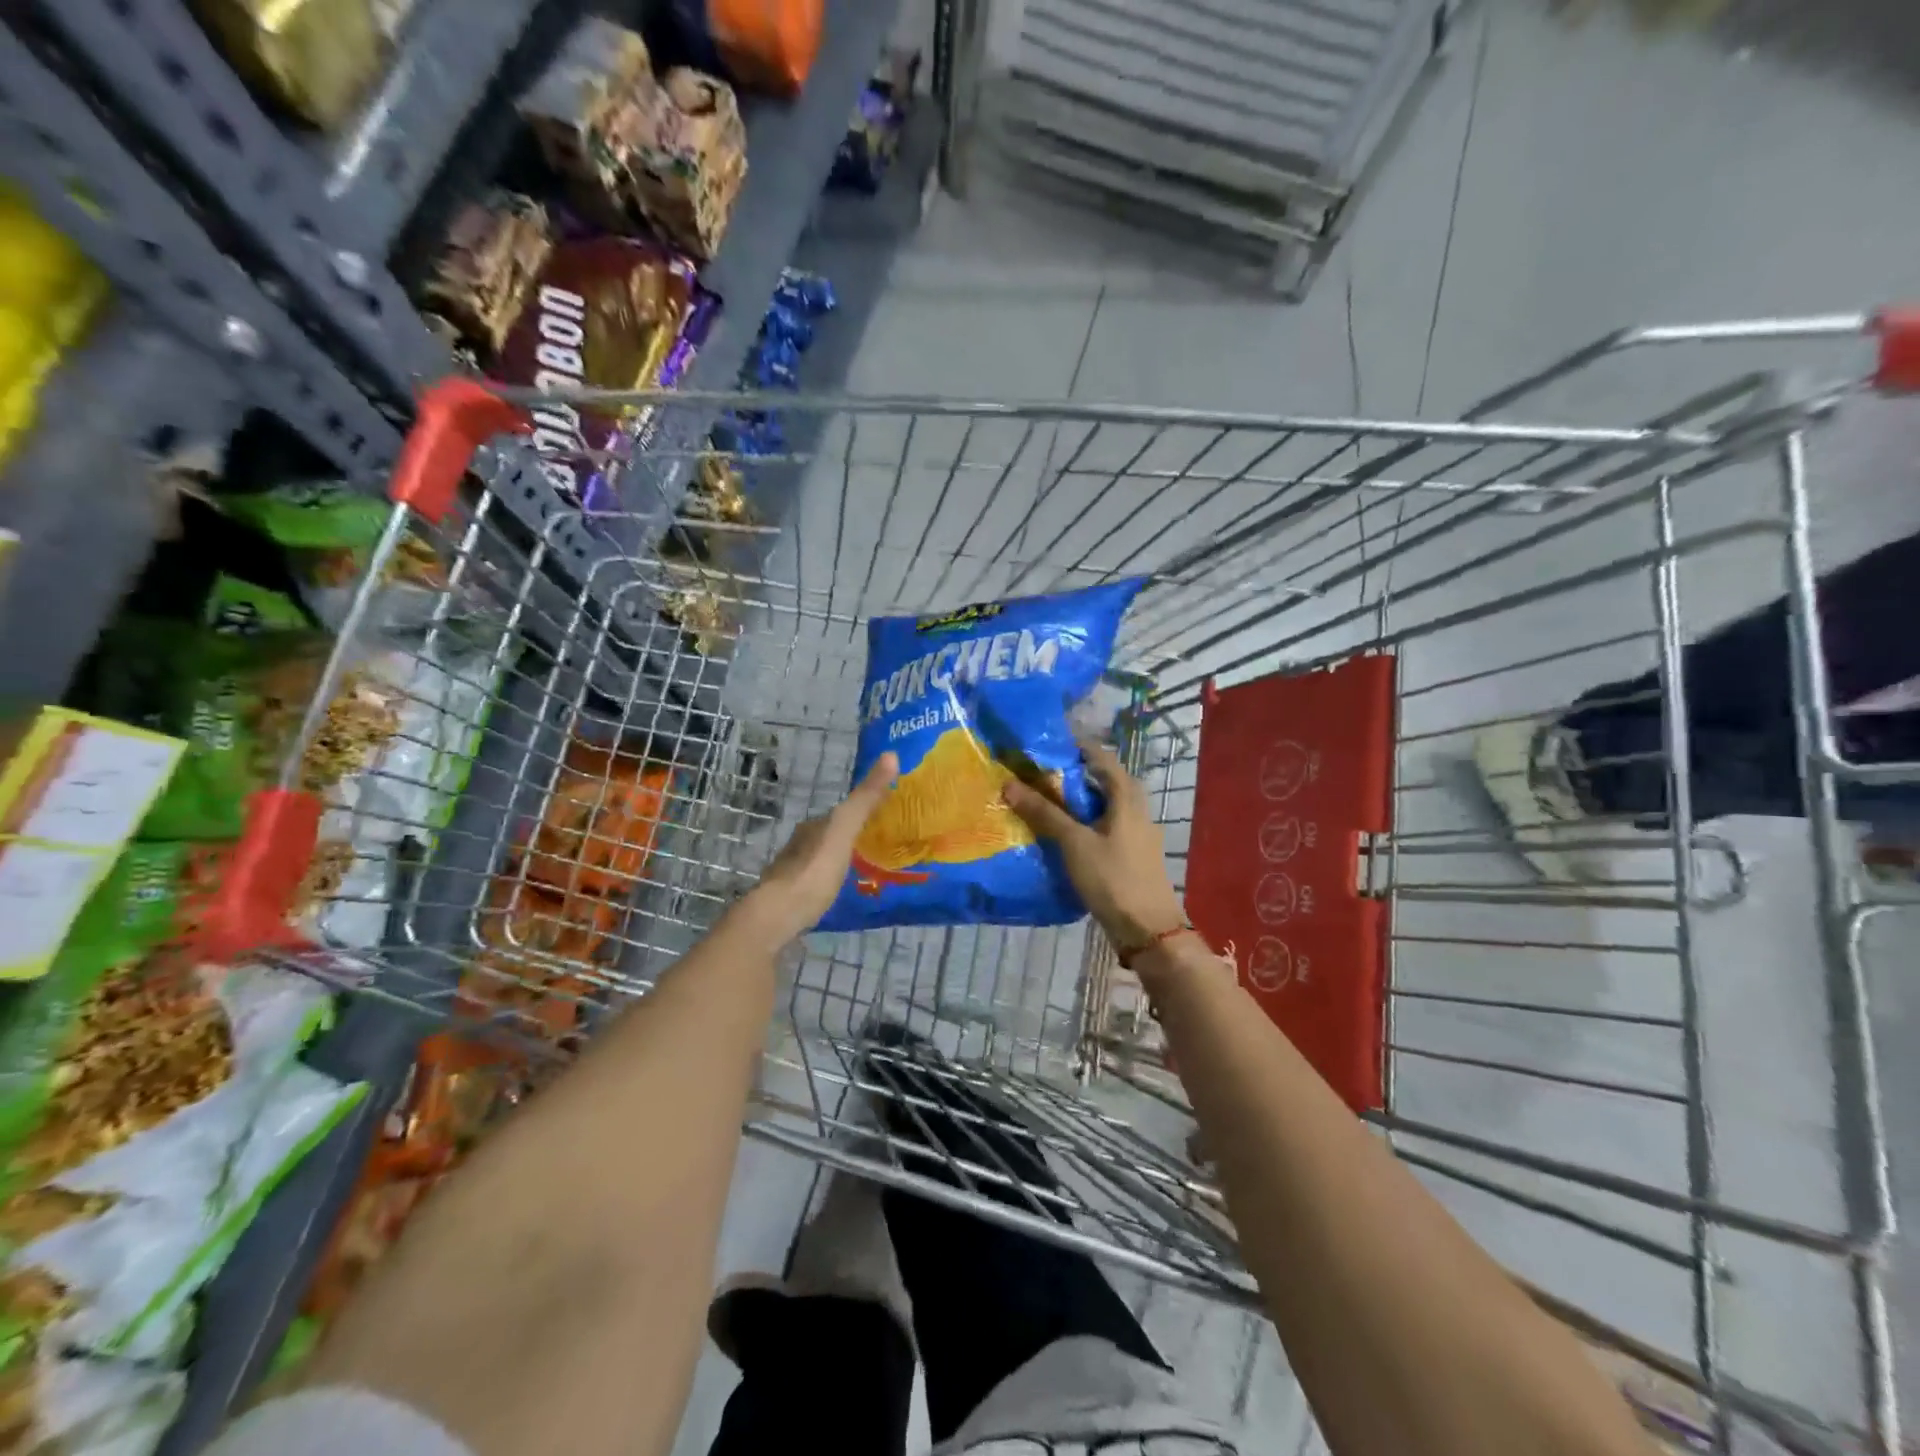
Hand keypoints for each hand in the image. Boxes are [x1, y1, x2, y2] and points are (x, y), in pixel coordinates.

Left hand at [741, 753, 898, 941]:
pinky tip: (843, 894)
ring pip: (823, 861)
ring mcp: (793, 874)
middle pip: (830, 836)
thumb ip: (865, 798)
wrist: (778, 916)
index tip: (886, 818)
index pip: (840, 813)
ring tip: (868, 872)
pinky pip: (818, 884)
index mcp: (813, 827)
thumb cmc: (814, 871)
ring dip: (841, 862)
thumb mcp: (844, 829)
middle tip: (881, 848)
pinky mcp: (792, 901)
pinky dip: (831, 883)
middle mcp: (800, 845)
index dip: (862, 813)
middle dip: (852, 839)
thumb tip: (891, 754)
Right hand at [1002, 742, 1186, 947]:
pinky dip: (1083, 822)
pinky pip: (1104, 826)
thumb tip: (1010, 784)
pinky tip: (1061, 834)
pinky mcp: (1130, 854)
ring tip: (1043, 800)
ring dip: (1076, 800)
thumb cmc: (1113, 878)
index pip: (1101, 757)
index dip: (1075, 746)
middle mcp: (1136, 808)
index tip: (1045, 743)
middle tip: (1038, 773)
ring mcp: (1135, 833)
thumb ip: (1044, 812)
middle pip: (1103, 780)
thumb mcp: (1074, 842)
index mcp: (1127, 797)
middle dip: (1072, 774)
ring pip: (1103, 805)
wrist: (1148, 929)